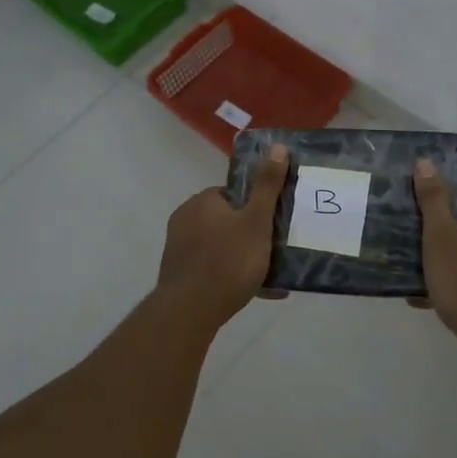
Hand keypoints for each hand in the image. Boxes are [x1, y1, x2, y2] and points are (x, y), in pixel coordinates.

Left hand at [155, 143, 290, 325]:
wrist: (190, 311)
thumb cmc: (227, 261)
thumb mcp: (256, 221)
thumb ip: (267, 185)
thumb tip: (278, 146)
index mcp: (202, 201)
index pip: (233, 194)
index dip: (255, 207)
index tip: (273, 224)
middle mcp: (185, 218)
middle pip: (227, 220)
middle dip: (250, 234)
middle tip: (274, 250)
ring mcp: (178, 247)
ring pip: (220, 245)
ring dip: (243, 257)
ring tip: (270, 275)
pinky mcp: (178, 273)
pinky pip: (211, 267)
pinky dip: (230, 275)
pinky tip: (254, 291)